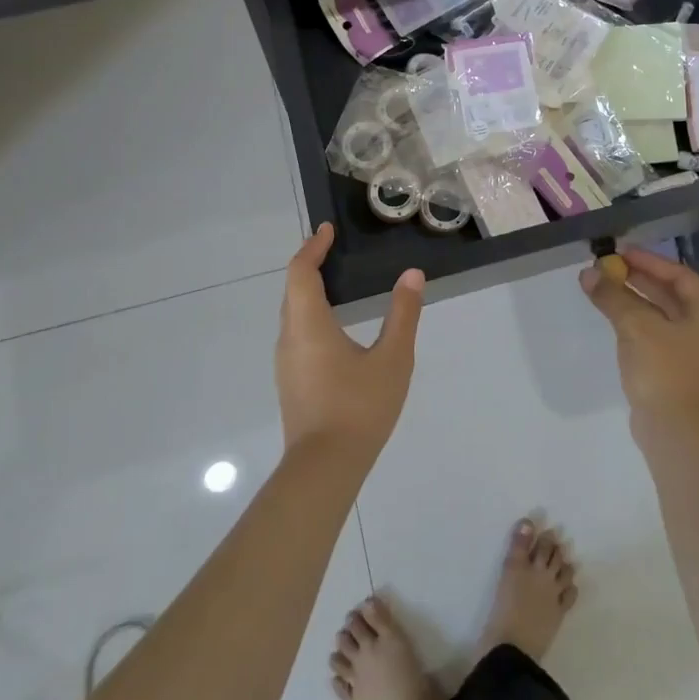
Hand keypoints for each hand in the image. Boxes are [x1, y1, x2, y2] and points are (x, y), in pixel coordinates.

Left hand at [276, 223, 425, 460]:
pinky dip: (309, 314)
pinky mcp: (290, 382)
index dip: (313, 247)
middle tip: (332, 250)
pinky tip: (333, 327)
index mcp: (309, 324)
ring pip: (292, 313)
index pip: (301, 272)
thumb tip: (412, 275)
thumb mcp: (393, 359)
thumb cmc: (359, 407)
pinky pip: (296, 333)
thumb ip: (403, 315)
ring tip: (335, 282)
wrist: (324, 469)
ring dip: (308, 291)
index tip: (328, 230)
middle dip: (310, 265)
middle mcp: (290, 337)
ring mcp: (286, 362)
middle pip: (293, 290)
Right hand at [580, 247, 698, 444]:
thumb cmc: (664, 371)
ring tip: (604, 286)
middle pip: (671, 294)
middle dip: (638, 279)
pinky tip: (613, 315)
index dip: (649, 261)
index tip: (620, 253)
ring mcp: (695, 353)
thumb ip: (612, 296)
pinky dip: (636, 320)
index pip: (680, 276)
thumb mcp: (636, 326)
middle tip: (608, 267)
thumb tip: (588, 274)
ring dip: (634, 299)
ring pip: (662, 315)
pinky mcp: (678, 370)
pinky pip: (657, 334)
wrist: (674, 434)